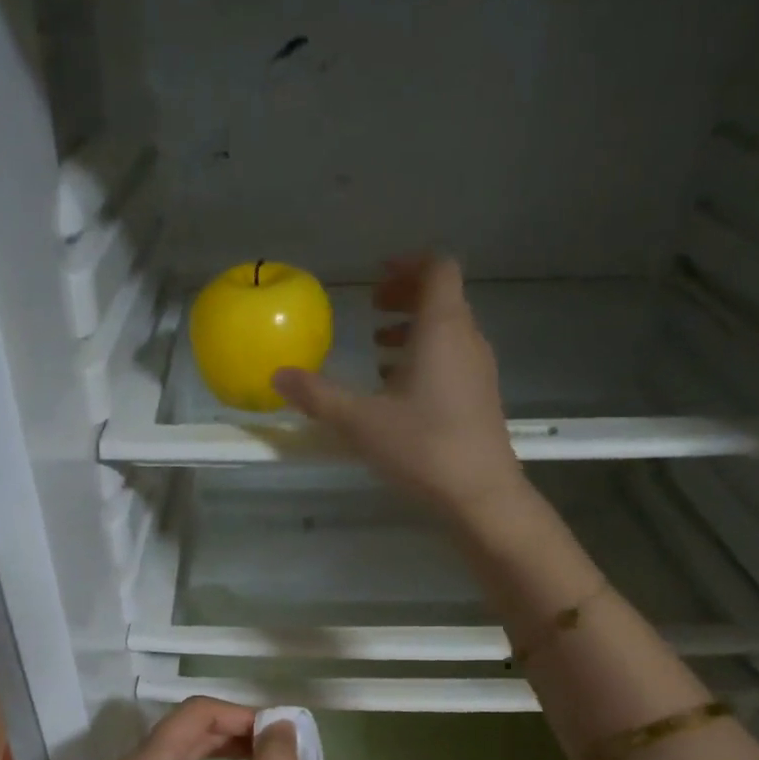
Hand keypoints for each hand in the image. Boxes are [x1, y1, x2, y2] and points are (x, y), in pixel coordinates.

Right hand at [272, 254, 527, 523]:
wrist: (480, 494)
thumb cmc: (422, 448)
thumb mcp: (360, 422)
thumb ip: (318, 396)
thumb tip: (278, 376)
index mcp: (442, 329)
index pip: (437, 269)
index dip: (408, 265)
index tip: (377, 277)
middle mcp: (467, 340)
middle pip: (442, 297)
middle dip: (406, 296)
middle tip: (372, 307)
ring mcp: (478, 370)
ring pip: (448, 331)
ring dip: (414, 330)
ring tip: (378, 350)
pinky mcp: (480, 398)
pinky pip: (453, 359)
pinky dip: (426, 358)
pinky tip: (398, 391)